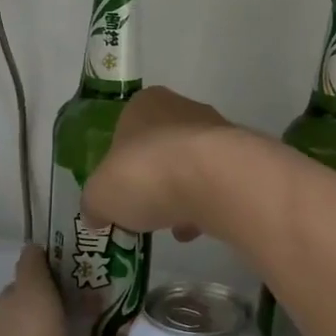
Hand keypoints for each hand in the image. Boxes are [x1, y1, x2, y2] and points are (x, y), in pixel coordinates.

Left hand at [0, 245, 123, 335]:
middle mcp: (7, 306)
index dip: (50, 255)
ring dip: (34, 318)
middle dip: (48, 291)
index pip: (33, 257)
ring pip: (14, 312)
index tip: (72, 264)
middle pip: (25, 285)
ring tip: (64, 334)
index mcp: (33, 296)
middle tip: (77, 303)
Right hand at [80, 86, 233, 239]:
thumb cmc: (147, 174)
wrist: (216, 179)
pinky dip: (204, 207)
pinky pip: (215, 185)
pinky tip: (195, 230)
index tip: (117, 191)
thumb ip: (95, 204)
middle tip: (142, 211)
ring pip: (190, 167)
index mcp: (144, 104)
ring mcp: (217, 133)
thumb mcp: (100, 195)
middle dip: (152, 181)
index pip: (125, 130)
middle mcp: (182, 109)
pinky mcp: (241, 160)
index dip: (119, 163)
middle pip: (160, 149)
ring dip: (180, 195)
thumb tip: (97, 214)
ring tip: (171, 227)